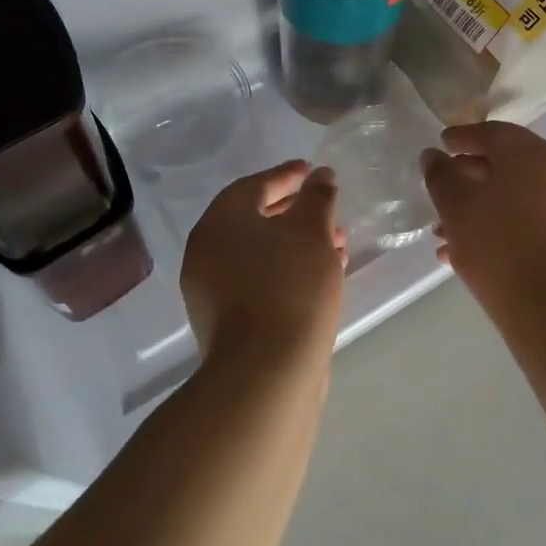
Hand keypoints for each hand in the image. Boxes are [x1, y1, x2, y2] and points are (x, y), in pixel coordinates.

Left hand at [181, 161, 346, 372]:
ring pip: (261, 253)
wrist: (266, 373)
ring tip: (337, 245)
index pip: (254, 185)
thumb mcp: (312, 231)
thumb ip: (317, 197)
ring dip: (297, 243)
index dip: (287, 176)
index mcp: (219, 222)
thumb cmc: (290, 287)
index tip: (312, 171)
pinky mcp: (227, 321)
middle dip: (296, 212)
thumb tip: (320, 175)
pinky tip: (323, 276)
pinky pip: (260, 280)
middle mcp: (207, 251)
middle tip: (328, 210)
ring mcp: (212, 290)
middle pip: (255, 219)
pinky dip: (288, 270)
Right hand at [422, 122, 545, 310]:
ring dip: (482, 207)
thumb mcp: (456, 206)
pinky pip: (533, 220)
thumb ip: (440, 174)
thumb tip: (433, 156)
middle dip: (470, 177)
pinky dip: (504, 226)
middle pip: (506, 164)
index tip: (441, 145)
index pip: (492, 133)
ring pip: (517, 196)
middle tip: (442, 189)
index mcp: (531, 152)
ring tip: (446, 234)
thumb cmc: (498, 244)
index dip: (461, 138)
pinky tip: (473, 253)